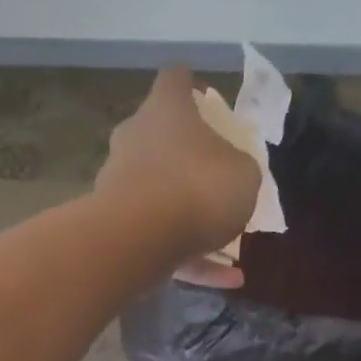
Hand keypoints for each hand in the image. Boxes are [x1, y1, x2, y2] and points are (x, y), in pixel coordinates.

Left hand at [97, 65, 260, 287]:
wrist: (139, 239)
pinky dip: (191, 258)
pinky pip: (160, 241)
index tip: (207, 97)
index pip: (175, 80)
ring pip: (159, 196)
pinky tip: (228, 279)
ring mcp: (119, 186)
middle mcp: (134, 141)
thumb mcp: (244, 174)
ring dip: (190, 216)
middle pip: (159, 138)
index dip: (192, 86)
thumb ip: (238, 168)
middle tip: (218, 172)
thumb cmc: (198, 187)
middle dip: (186, 156)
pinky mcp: (116, 229)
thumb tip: (229, 174)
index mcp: (165, 111)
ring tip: (231, 242)